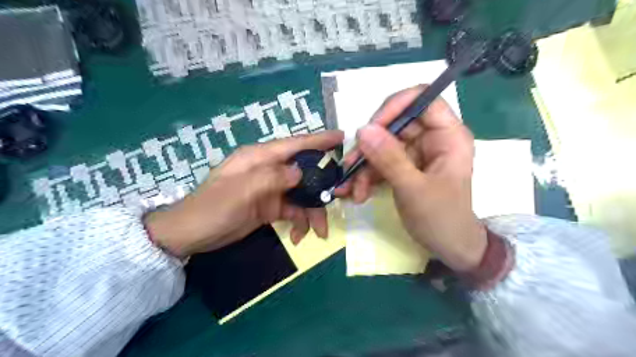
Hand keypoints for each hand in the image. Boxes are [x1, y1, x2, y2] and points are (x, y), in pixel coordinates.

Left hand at [144, 129, 342, 256]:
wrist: (192, 235)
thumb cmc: (212, 208)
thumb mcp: (241, 190)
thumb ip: (272, 178)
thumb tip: (300, 173)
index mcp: (260, 158)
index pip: (294, 144)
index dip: (318, 140)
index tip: (341, 138)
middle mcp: (268, 170)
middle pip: (304, 172)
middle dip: (321, 188)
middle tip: (338, 201)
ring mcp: (271, 190)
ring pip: (302, 195)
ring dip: (312, 212)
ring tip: (319, 232)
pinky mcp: (270, 207)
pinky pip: (293, 211)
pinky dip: (299, 222)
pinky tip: (297, 237)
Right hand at [337, 85, 487, 270]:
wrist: (449, 248)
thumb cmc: (442, 218)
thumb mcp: (414, 189)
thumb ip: (389, 158)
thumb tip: (363, 129)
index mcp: (448, 136)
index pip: (423, 100)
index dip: (395, 106)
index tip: (370, 128)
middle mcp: (432, 139)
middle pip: (395, 124)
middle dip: (370, 146)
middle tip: (350, 165)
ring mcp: (417, 153)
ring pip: (383, 145)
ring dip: (364, 166)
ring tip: (352, 188)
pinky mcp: (405, 167)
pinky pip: (381, 162)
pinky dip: (367, 176)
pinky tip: (356, 192)